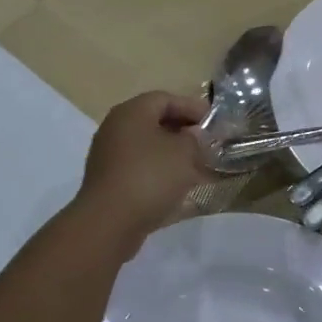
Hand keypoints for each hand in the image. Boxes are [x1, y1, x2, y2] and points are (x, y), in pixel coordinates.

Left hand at [73, 90, 212, 250]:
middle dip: (182, 130)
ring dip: (172, 153)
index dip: (192, 107)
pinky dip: (159, 170)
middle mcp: (115, 127)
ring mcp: (108, 155)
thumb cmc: (150, 177)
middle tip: (206, 143)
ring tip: (196, 165)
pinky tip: (176, 185)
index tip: (213, 122)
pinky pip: (139, 166)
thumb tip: (192, 135)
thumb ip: (194, 138)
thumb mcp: (184, 152)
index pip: (165, 98)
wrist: (109, 222)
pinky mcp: (109, 180)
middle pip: (154, 121)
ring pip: (147, 146)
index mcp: (132, 112)